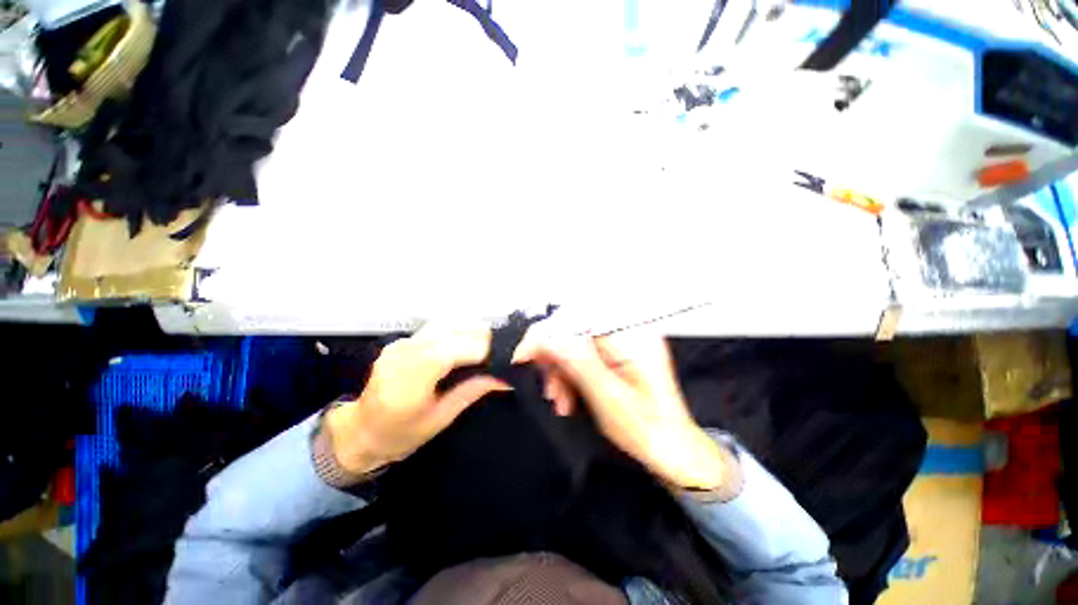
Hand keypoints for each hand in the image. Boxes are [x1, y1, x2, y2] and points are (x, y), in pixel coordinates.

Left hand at [325, 324, 509, 474]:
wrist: (359, 432)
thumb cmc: (399, 435)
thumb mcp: (440, 419)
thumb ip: (471, 392)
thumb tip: (504, 378)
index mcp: (412, 377)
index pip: (456, 350)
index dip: (484, 351)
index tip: (504, 360)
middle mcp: (406, 352)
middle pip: (453, 329)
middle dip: (482, 337)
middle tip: (500, 353)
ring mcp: (402, 342)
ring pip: (447, 322)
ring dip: (471, 330)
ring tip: (487, 346)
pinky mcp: (403, 340)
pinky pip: (437, 326)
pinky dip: (457, 330)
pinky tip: (466, 342)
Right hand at [515, 326, 730, 490]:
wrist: (671, 451)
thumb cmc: (646, 429)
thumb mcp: (607, 397)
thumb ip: (576, 362)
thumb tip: (544, 338)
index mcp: (631, 336)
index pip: (579, 317)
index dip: (548, 332)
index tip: (525, 355)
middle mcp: (627, 332)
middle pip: (575, 330)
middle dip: (555, 359)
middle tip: (548, 388)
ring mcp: (621, 344)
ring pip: (575, 346)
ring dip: (561, 372)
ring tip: (560, 402)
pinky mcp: (615, 356)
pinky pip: (583, 357)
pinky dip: (570, 376)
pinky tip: (568, 399)